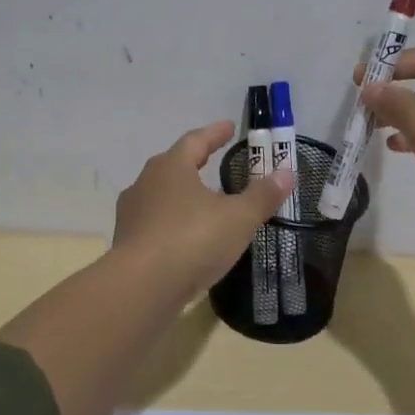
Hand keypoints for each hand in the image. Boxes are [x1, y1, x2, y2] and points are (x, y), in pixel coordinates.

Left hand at [112, 120, 294, 294]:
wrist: (141, 288)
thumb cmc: (192, 240)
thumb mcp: (238, 218)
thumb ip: (262, 195)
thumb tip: (287, 173)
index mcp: (171, 167)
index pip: (195, 141)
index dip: (215, 133)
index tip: (229, 126)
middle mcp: (146, 183)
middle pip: (174, 165)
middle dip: (196, 162)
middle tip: (214, 160)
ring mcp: (132, 214)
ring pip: (162, 196)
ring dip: (184, 195)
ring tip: (205, 203)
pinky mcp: (127, 243)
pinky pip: (155, 224)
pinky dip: (174, 223)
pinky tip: (188, 238)